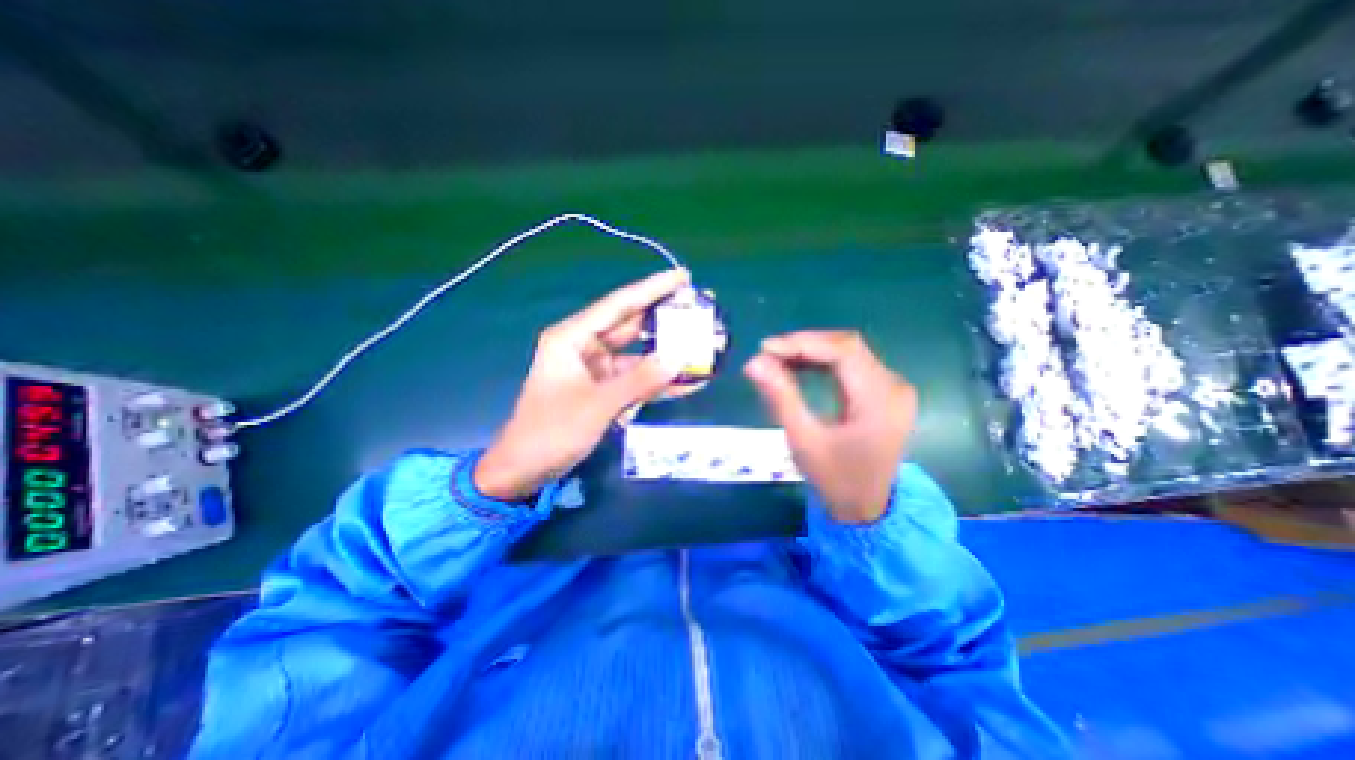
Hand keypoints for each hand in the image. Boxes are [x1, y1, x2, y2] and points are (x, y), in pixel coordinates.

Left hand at [473, 271, 689, 500]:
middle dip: (665, 319)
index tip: (684, 277)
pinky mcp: (603, 389)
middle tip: (700, 309)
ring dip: (666, 353)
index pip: (619, 304)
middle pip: (631, 325)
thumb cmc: (551, 432)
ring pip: (637, 354)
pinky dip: (657, 381)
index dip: (653, 289)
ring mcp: (595, 369)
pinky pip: (635, 378)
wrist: (524, 469)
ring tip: (702, 345)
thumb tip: (679, 360)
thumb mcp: (597, 405)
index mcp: (573, 337)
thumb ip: (640, 381)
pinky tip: (686, 381)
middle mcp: (585, 346)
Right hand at [739, 331, 921, 522]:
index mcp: (880, 400)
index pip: (843, 351)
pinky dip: (823, 363)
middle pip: (847, 347)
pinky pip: (852, 365)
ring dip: (812, 352)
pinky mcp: (885, 393)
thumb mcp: (803, 439)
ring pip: (849, 352)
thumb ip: (780, 397)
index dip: (802, 343)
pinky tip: (800, 367)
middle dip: (805, 345)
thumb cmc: (834, 478)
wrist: (866, 507)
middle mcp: (894, 386)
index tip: (766, 348)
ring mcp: (893, 388)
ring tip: (778, 360)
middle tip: (768, 354)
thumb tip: (753, 363)